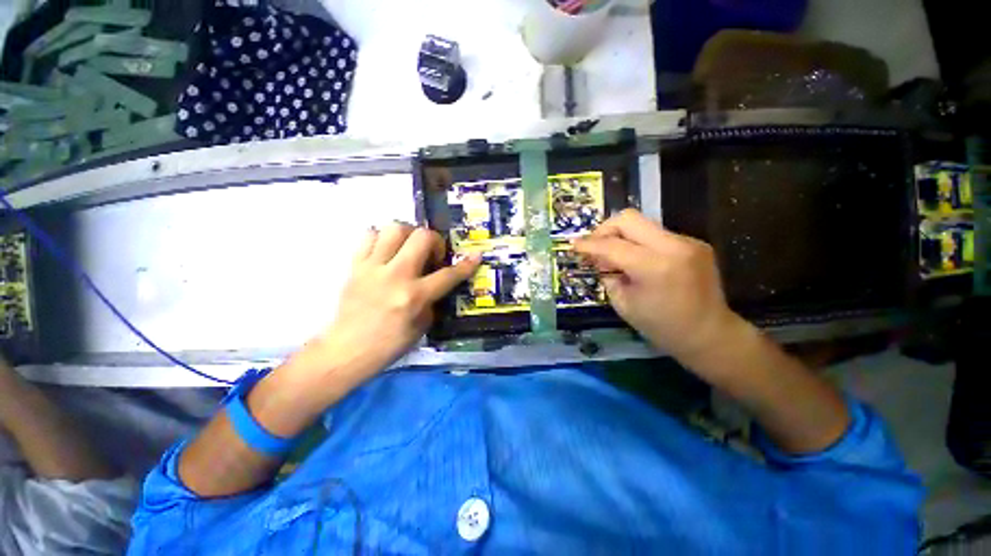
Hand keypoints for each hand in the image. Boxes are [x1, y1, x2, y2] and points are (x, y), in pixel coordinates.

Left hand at [303, 223, 479, 379]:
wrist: (346, 350)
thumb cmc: (389, 344)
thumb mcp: (422, 325)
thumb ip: (432, 299)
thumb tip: (436, 281)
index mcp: (414, 296)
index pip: (448, 275)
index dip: (466, 265)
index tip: (476, 256)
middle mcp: (395, 276)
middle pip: (421, 237)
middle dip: (435, 241)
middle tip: (432, 255)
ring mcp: (373, 267)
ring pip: (394, 228)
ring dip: (409, 235)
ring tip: (409, 249)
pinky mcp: (355, 266)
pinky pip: (368, 236)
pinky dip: (382, 238)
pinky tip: (386, 252)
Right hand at [573, 209, 747, 361]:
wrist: (709, 334)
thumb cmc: (661, 326)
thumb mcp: (623, 303)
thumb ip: (607, 274)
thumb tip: (597, 257)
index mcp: (654, 266)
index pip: (612, 245)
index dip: (588, 244)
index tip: (574, 245)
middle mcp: (673, 246)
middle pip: (628, 218)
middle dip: (604, 229)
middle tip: (595, 246)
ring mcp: (688, 242)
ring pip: (642, 224)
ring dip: (622, 236)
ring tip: (615, 256)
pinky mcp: (694, 243)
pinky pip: (656, 235)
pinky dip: (640, 243)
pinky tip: (638, 261)